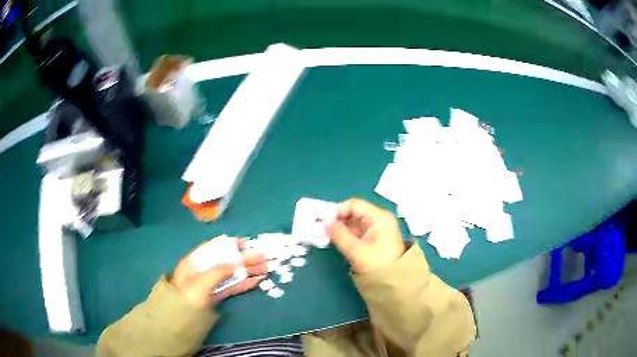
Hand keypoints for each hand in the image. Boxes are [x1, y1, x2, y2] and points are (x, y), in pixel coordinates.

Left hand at [171, 239, 266, 307]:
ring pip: (230, 275)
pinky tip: (256, 281)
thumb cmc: (182, 305)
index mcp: (192, 264)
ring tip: (265, 268)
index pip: (212, 249)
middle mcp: (200, 272)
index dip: (229, 245)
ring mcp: (208, 286)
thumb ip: (215, 273)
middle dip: (244, 258)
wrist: (174, 331)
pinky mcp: (215, 299)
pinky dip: (243, 284)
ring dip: (247, 271)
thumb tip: (234, 264)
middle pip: (225, 261)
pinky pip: (230, 288)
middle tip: (264, 257)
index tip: (247, 243)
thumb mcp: (197, 287)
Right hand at [325, 198, 405, 272]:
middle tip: (323, 229)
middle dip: (338, 219)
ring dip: (341, 228)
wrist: (394, 282)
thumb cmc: (378, 264)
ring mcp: (376, 229)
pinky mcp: (372, 239)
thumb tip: (325, 221)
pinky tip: (336, 240)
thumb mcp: (356, 250)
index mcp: (379, 217)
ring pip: (353, 222)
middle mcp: (378, 219)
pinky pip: (356, 231)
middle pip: (354, 212)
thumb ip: (339, 234)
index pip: (354, 205)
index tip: (325, 222)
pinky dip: (345, 234)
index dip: (338, 211)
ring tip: (328, 236)